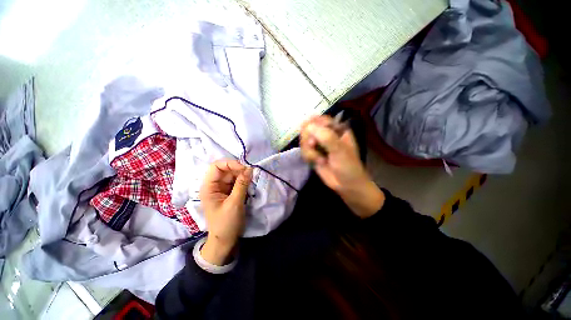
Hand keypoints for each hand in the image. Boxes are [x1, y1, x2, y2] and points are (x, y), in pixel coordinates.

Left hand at [199, 160, 252, 264]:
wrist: (225, 241)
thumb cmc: (226, 223)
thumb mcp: (234, 203)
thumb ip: (242, 185)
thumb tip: (250, 169)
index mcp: (209, 187)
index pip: (216, 167)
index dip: (230, 164)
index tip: (244, 168)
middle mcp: (214, 185)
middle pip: (226, 170)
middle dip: (239, 169)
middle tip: (252, 173)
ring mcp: (222, 189)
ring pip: (233, 175)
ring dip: (243, 175)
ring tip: (253, 178)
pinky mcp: (229, 193)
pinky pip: (236, 182)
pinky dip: (244, 181)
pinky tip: (250, 183)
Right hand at [300, 115, 384, 217]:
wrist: (346, 185)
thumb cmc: (348, 166)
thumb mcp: (339, 150)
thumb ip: (325, 137)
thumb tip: (308, 126)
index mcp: (337, 129)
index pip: (321, 119)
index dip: (313, 124)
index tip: (308, 130)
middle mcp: (326, 135)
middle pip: (309, 129)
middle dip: (308, 138)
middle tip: (313, 145)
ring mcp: (319, 145)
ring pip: (304, 140)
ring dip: (309, 151)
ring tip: (319, 159)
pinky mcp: (313, 154)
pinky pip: (304, 150)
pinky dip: (308, 157)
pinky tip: (317, 162)